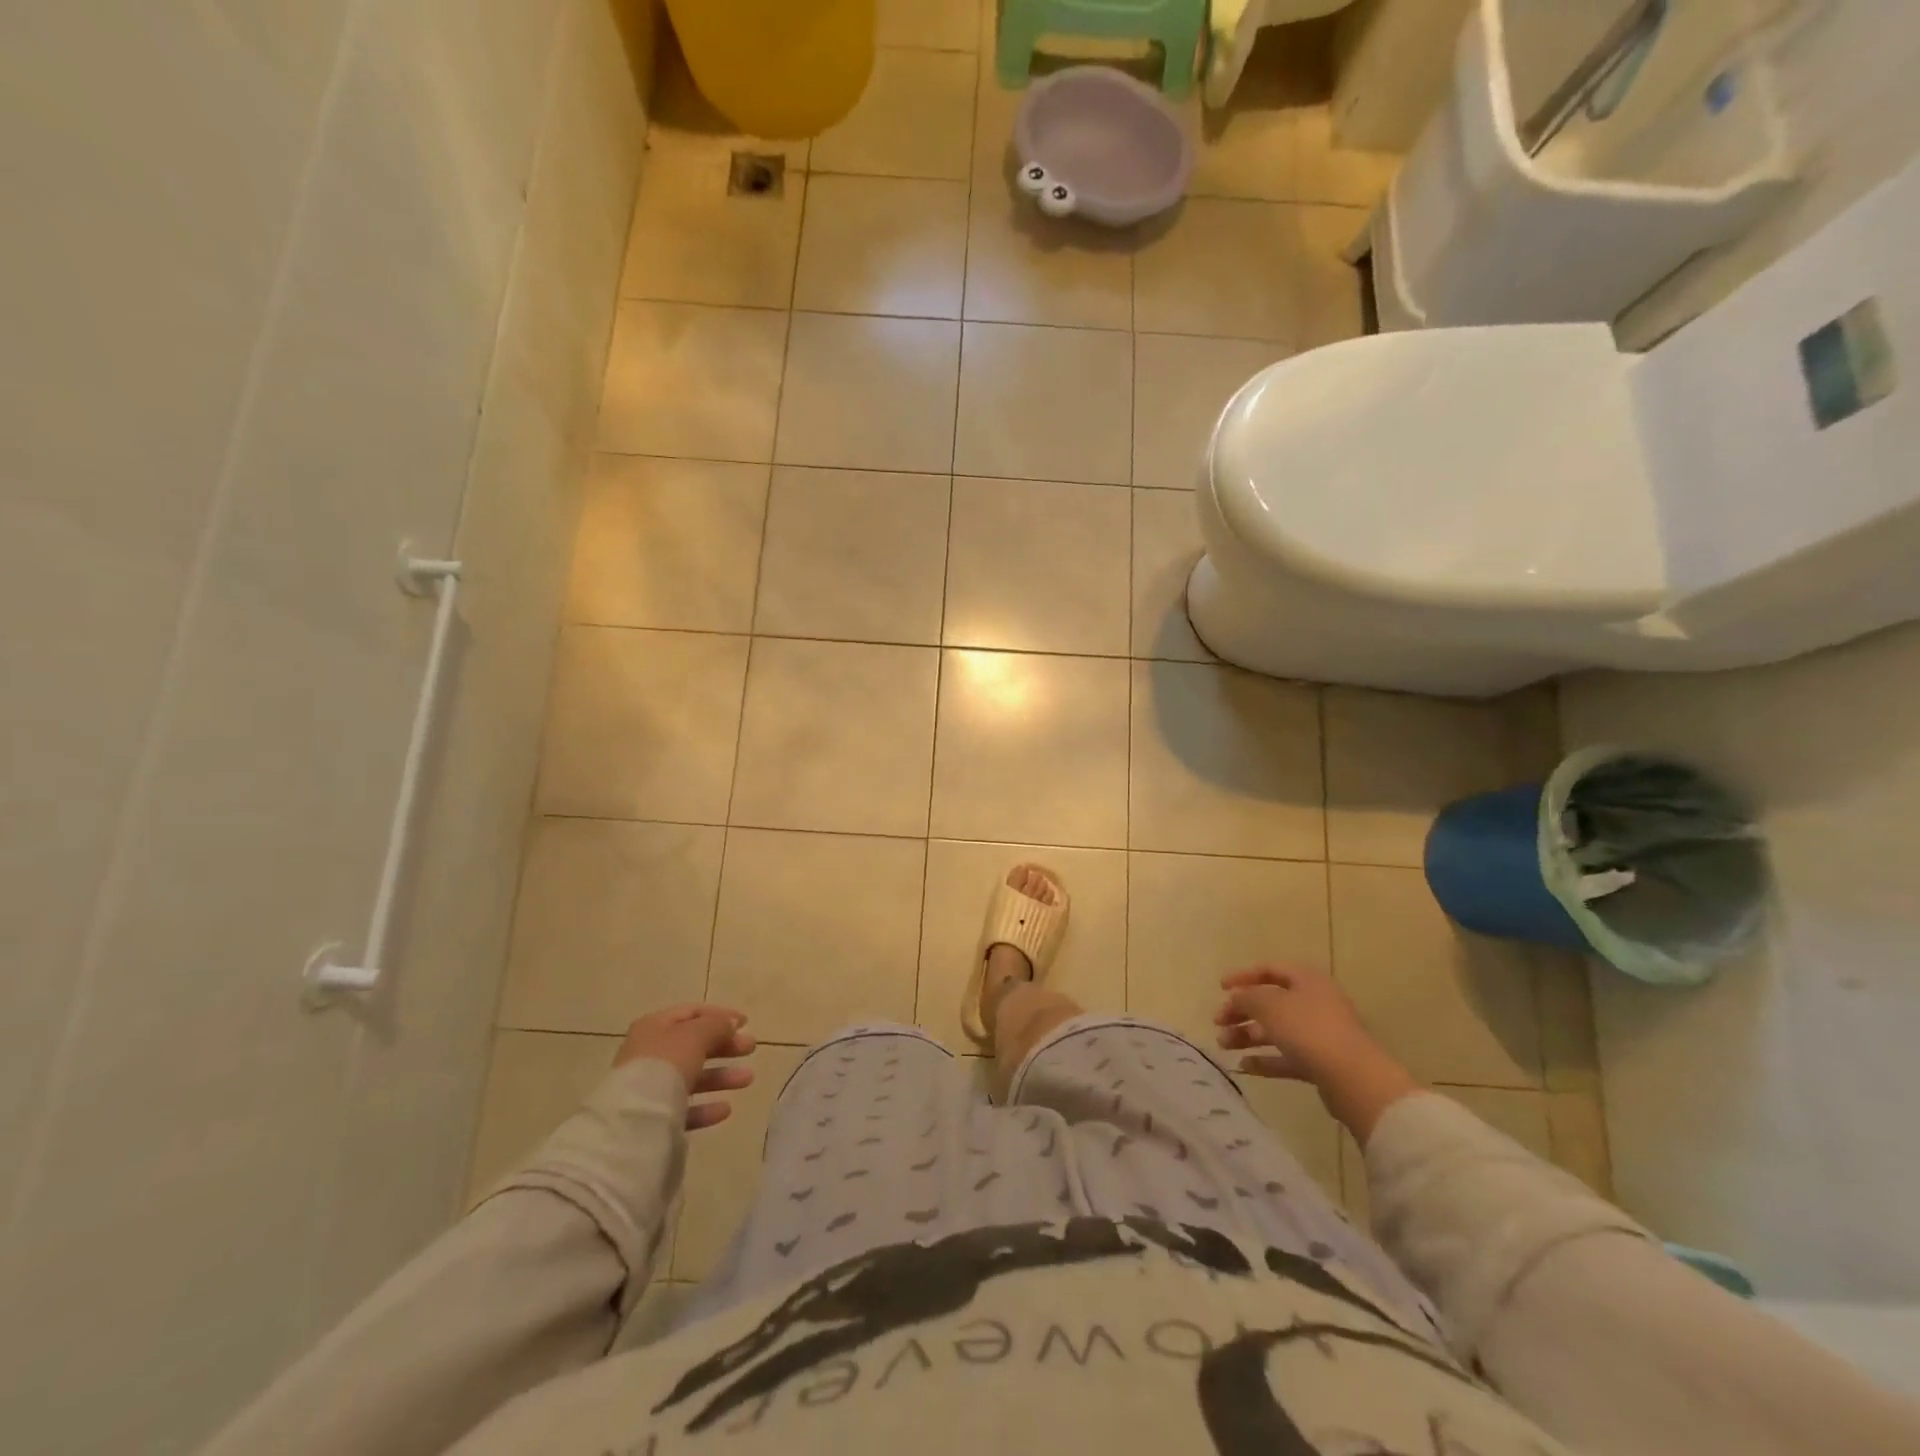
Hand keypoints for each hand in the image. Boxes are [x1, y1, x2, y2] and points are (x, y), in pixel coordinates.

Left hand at [615, 1005, 754, 1130]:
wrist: (634, 1119)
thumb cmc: (666, 1064)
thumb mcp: (696, 1035)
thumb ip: (716, 1025)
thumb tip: (730, 1024)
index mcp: (655, 1026)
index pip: (692, 1013)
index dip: (720, 1015)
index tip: (746, 1023)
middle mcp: (650, 1053)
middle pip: (694, 1044)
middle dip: (725, 1046)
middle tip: (751, 1048)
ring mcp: (650, 1086)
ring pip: (692, 1076)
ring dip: (721, 1076)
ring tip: (748, 1079)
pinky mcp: (653, 1117)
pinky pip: (685, 1107)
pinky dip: (706, 1106)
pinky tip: (725, 1109)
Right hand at [1215, 966, 1418, 1143]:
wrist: (1353, 1078)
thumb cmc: (1308, 1029)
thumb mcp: (1269, 1004)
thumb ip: (1246, 997)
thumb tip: (1236, 999)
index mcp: (1306, 980)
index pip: (1269, 969)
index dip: (1242, 976)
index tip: (1220, 988)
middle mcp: (1314, 1002)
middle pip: (1270, 1002)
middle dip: (1241, 1011)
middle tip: (1218, 1022)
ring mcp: (1319, 1034)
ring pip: (1276, 1030)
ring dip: (1248, 1035)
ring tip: (1224, 1045)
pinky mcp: (1321, 1063)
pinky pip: (1286, 1056)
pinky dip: (1265, 1059)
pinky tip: (1244, 1066)